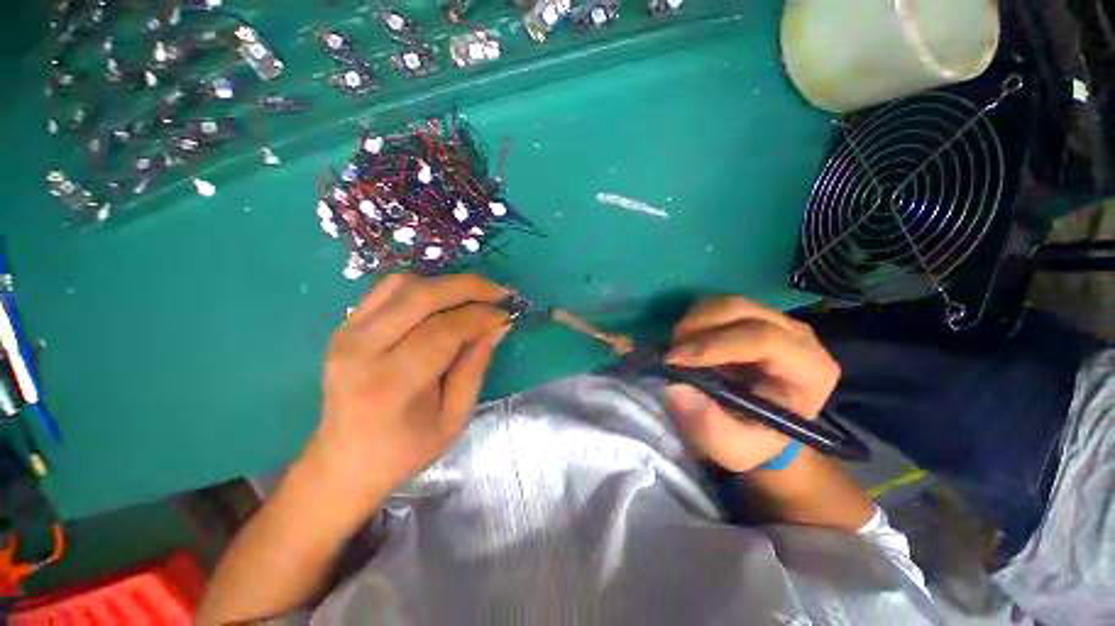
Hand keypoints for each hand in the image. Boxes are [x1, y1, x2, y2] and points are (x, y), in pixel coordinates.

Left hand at [305, 273, 509, 503]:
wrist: (344, 461)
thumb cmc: (404, 450)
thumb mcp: (453, 419)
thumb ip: (475, 368)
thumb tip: (498, 326)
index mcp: (390, 385)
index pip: (442, 331)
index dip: (480, 317)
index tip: (506, 315)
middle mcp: (361, 351)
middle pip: (421, 297)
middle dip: (468, 287)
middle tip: (499, 293)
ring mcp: (346, 334)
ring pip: (404, 285)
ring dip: (446, 283)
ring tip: (475, 296)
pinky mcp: (344, 327)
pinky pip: (387, 289)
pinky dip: (422, 285)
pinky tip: (444, 299)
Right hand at [665, 296, 839, 471]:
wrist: (759, 427)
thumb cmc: (751, 439)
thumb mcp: (731, 448)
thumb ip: (707, 424)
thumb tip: (675, 387)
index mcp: (810, 370)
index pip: (765, 339)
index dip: (715, 345)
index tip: (675, 361)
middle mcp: (798, 336)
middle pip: (741, 310)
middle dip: (697, 329)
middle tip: (671, 355)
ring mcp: (774, 319)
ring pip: (725, 302)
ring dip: (692, 323)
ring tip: (678, 351)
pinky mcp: (751, 314)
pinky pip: (716, 304)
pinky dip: (694, 319)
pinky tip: (688, 343)